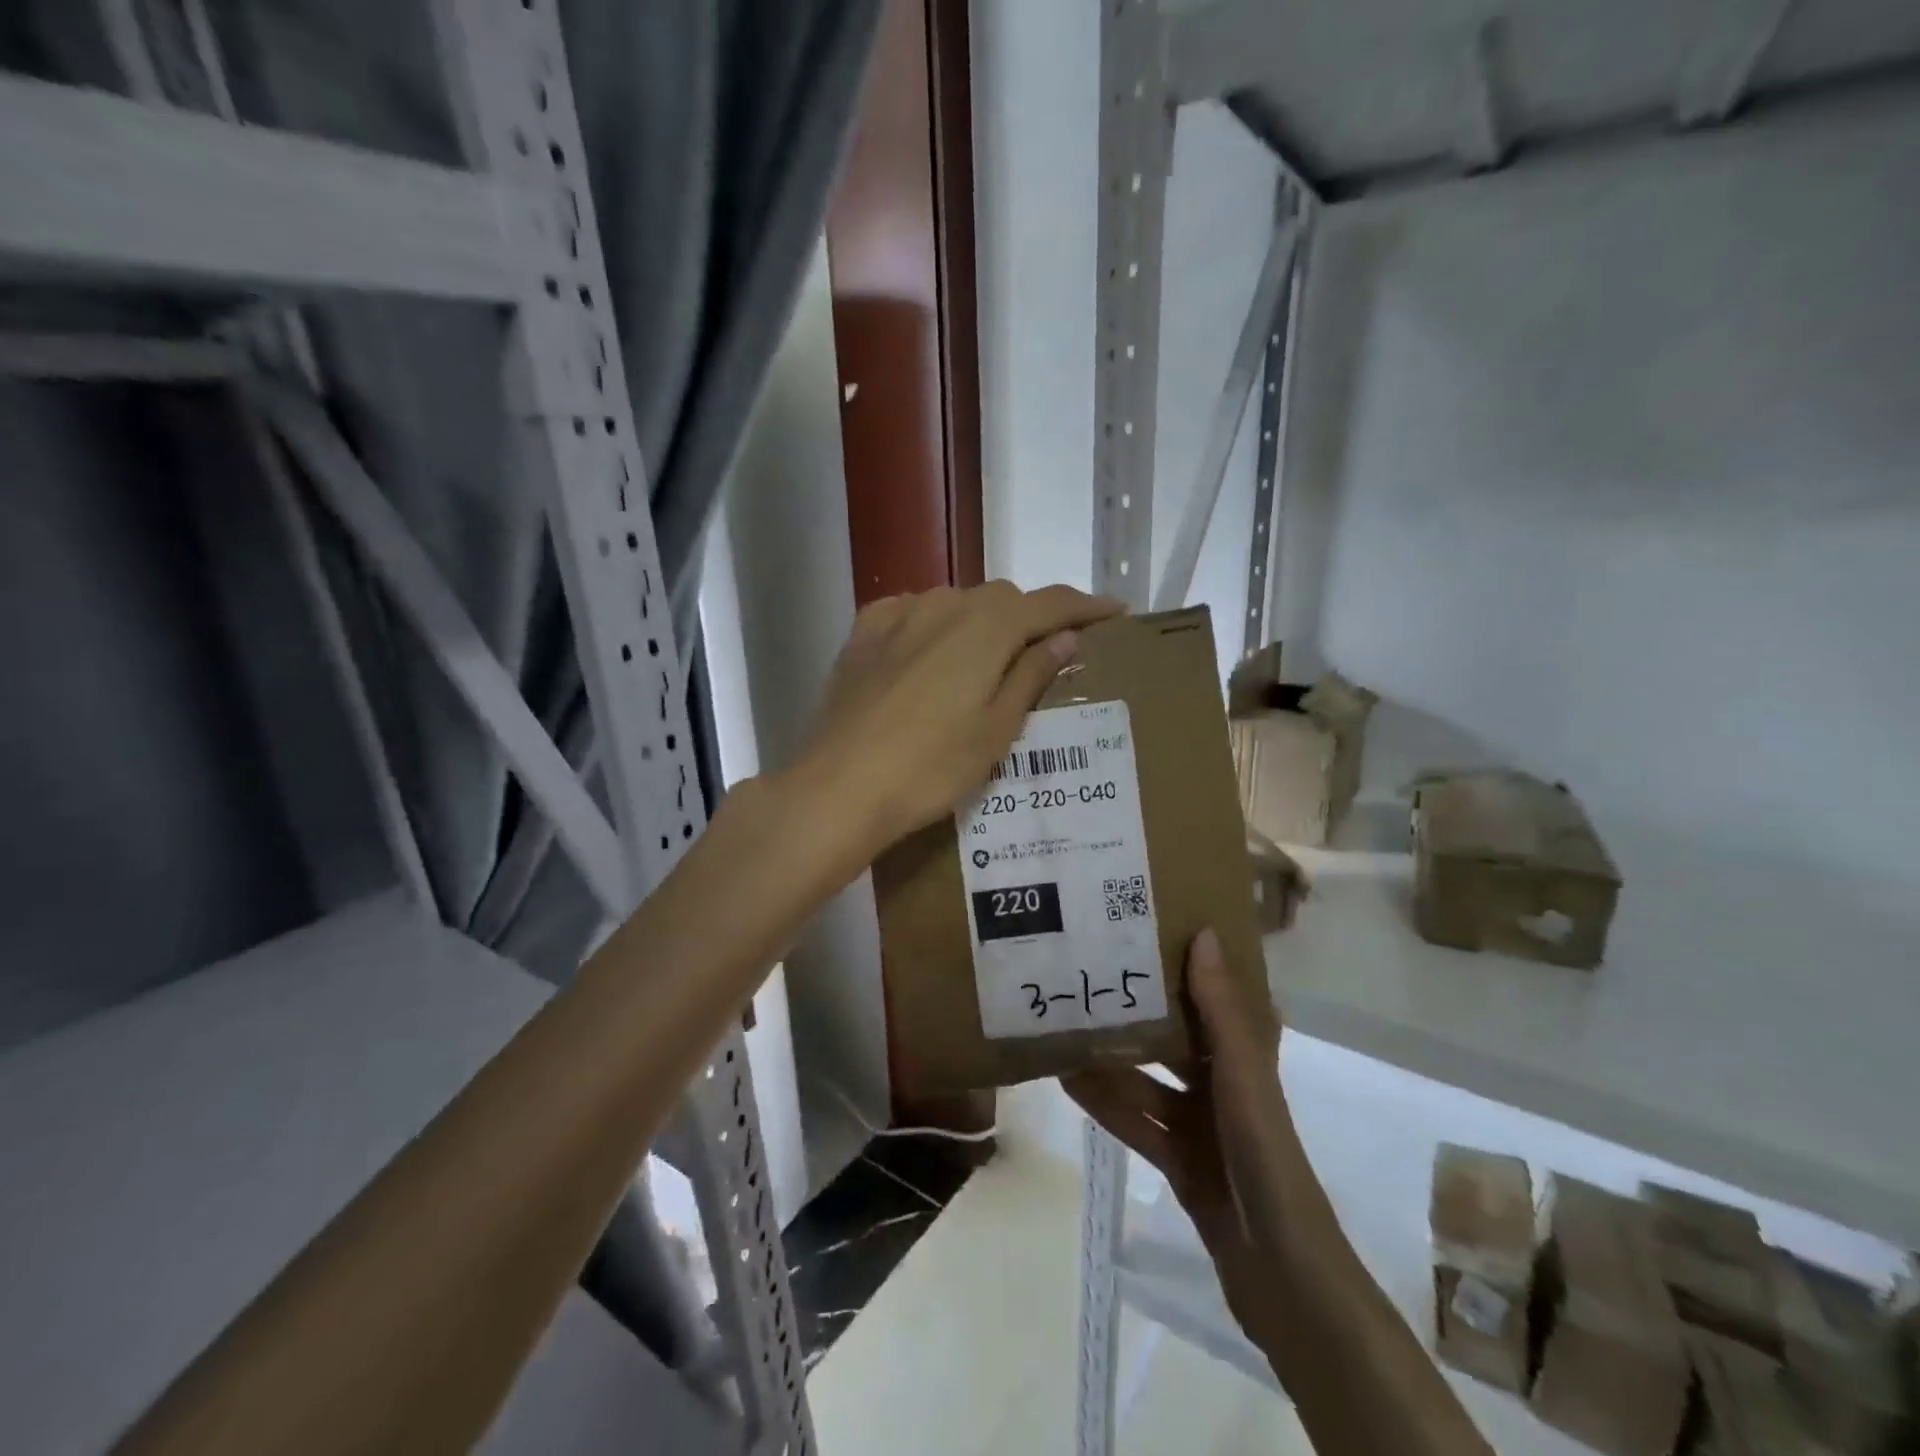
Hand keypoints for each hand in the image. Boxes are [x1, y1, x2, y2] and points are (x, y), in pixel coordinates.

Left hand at [788, 582, 1122, 859]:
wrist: (839, 787)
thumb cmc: (930, 767)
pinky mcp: (862, 635)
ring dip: (981, 623)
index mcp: (987, 625)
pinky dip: (934, 627)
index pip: (1050, 603)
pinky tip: (931, 652)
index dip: (1085, 607)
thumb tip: (1064, 639)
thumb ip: (1031, 675)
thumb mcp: (996, 730)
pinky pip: (911, 614)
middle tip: (1046, 654)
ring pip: (955, 604)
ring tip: (986, 662)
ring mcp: (897, 615)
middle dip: (1030, 619)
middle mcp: (943, 604)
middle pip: (1001, 600)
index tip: (1114, 613)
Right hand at [1064, 928, 1318, 1355]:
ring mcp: (1201, 1126)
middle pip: (1174, 1036)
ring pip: (1147, 1080)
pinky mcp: (1180, 1162)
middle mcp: (1224, 1085)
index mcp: (1246, 1058)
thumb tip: (1205, 933)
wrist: (1281, 1276)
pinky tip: (1068, 1081)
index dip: (1190, 964)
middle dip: (1137, 1008)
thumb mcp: (1242, 1078)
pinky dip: (1106, 1103)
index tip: (1149, 929)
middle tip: (1089, 972)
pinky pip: (1137, 1121)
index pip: (1217, 996)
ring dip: (1111, 1058)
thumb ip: (1220, 1012)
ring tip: (1065, 1023)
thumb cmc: (1264, 1159)